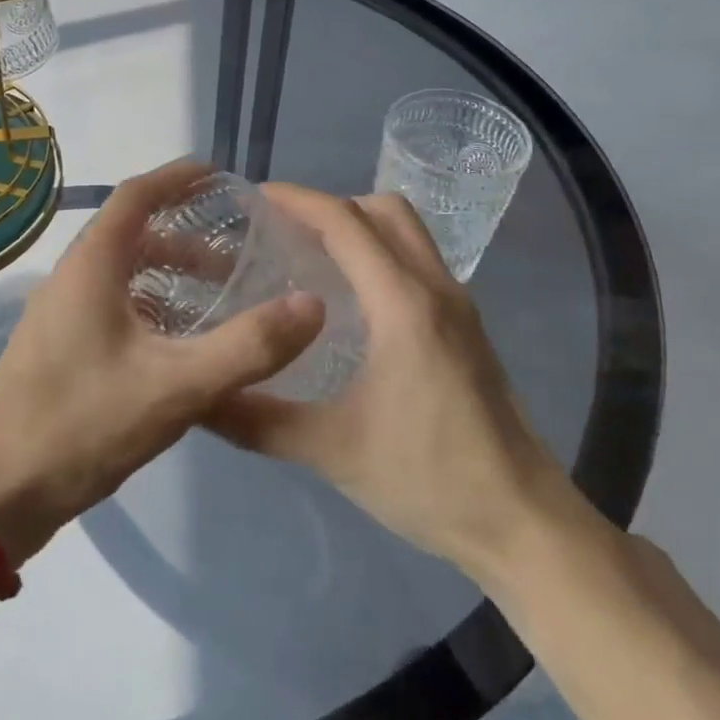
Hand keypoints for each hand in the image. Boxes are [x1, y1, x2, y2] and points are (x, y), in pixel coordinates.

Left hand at [0, 160, 325, 566]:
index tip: (222, 176)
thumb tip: (313, 304)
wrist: (0, 491)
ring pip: (122, 273)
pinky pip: (112, 304)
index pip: (137, 195)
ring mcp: (60, 313)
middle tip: (237, 254)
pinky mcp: (59, 346)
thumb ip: (248, 346)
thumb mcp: (177, 386)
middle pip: (132, 234)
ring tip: (216, 297)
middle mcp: (72, 277)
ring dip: (169, 274)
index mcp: (92, 265)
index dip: (179, 178)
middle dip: (186, 235)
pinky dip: (151, 304)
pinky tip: (178, 343)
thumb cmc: (84, 424)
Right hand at [205, 186, 579, 583]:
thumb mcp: (331, 450)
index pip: (345, 223)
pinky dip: (381, 253)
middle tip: (282, 229)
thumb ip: (257, 420)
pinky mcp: (467, 327)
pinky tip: (351, 299)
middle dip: (330, 206)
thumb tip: (197, 398)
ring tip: (311, 256)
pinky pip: (418, 261)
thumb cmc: (429, 479)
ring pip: (408, 232)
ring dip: (360, 226)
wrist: (522, 522)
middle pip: (383, 211)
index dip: (298, 200)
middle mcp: (435, 288)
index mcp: (402, 304)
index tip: (255, 198)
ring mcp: (458, 306)